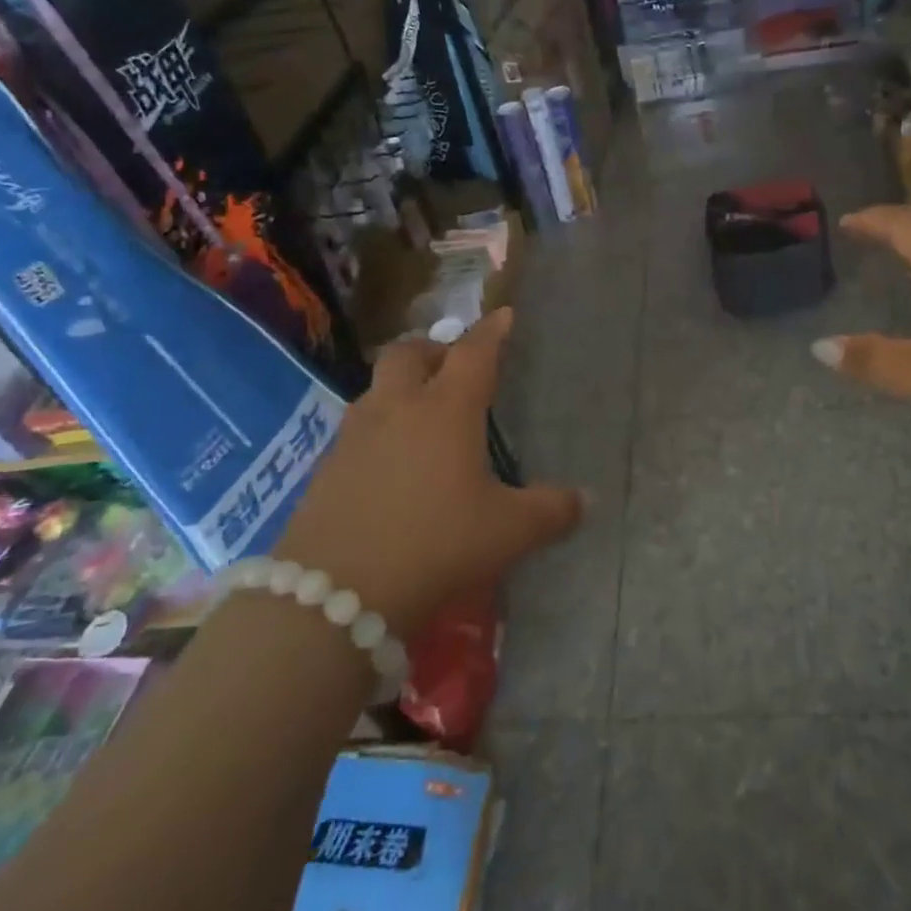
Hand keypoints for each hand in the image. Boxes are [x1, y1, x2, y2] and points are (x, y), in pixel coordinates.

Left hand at [274, 308, 581, 634]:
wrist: (335, 594)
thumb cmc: (436, 544)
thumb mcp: (508, 532)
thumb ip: (552, 511)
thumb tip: (585, 500)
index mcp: (446, 410)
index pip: (474, 353)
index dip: (492, 331)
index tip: (504, 315)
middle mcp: (397, 409)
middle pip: (408, 353)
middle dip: (433, 349)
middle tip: (452, 365)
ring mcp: (354, 436)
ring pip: (376, 388)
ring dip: (400, 386)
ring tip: (421, 412)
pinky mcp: (325, 468)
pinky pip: (356, 429)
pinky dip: (378, 428)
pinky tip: (390, 463)